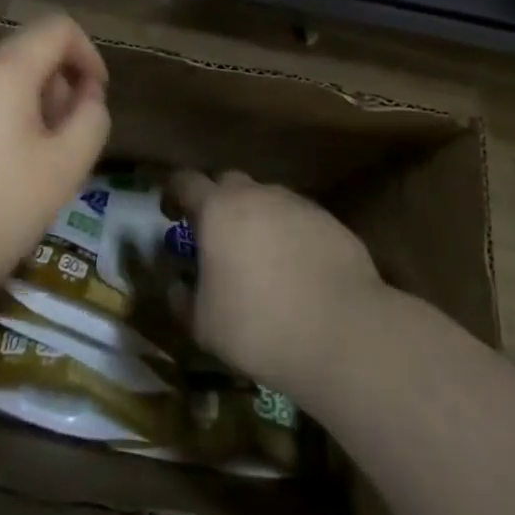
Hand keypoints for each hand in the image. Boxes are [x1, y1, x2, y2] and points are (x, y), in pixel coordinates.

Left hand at [0, 15, 109, 307]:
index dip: (87, 54)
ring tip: (23, 165)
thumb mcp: (63, 170)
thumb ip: (90, 120)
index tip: (93, 99)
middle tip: (60, 143)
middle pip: (24, 52)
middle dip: (54, 86)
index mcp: (3, 69)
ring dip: (21, 106)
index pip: (57, 27)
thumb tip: (86, 95)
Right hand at [169, 170, 384, 400]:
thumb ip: (183, 300)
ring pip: (266, 199)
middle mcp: (256, 194)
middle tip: (216, 237)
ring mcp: (296, 204)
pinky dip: (288, 234)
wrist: (344, 333)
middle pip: (228, 183)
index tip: (171, 214)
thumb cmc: (259, 327)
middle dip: (217, 202)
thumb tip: (177, 286)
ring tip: (260, 257)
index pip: (185, 181)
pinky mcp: (328, 220)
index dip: (174, 194)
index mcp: (217, 209)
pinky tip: (296, 269)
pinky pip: (297, 218)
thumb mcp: (205, 326)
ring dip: (256, 218)